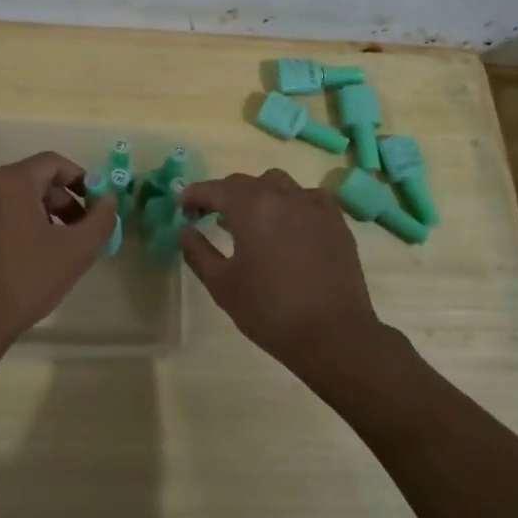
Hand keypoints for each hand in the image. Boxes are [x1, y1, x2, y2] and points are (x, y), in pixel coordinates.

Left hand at [0, 151, 116, 366]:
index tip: (97, 204)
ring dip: (44, 216)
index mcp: (13, 181)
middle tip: (82, 230)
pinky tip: (30, 261)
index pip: (54, 162)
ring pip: (16, 201)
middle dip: (64, 201)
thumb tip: (110, 201)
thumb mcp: (76, 250)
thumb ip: (100, 220)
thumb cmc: (27, 278)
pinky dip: (20, 228)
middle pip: (35, 180)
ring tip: (60, 248)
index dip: (82, 178)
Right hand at [179, 170, 394, 382]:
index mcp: (250, 207)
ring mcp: (313, 204)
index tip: (182, 209)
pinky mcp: (335, 220)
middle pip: (244, 183)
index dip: (193, 195)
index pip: (214, 189)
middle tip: (209, 216)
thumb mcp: (222, 285)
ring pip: (277, 183)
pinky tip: (288, 226)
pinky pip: (307, 197)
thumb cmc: (269, 310)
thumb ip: (198, 252)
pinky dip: (291, 203)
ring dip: (257, 194)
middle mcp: (281, 195)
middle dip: (223, 195)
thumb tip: (185, 230)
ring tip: (251, 220)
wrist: (333, 334)